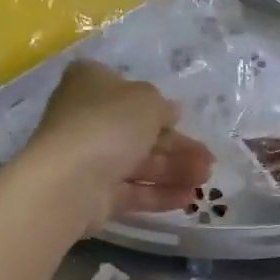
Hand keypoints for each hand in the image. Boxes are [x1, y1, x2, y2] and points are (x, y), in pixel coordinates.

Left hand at [26, 61, 212, 228]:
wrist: (70, 179)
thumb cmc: (109, 122)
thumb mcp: (147, 100)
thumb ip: (163, 106)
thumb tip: (170, 112)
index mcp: (91, 82)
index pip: (126, 88)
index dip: (155, 102)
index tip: (180, 116)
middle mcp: (86, 117)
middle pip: (137, 129)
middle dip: (176, 145)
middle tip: (209, 158)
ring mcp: (88, 157)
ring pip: (138, 161)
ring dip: (174, 169)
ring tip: (206, 180)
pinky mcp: (93, 194)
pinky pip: (131, 190)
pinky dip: (159, 192)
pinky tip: (189, 198)